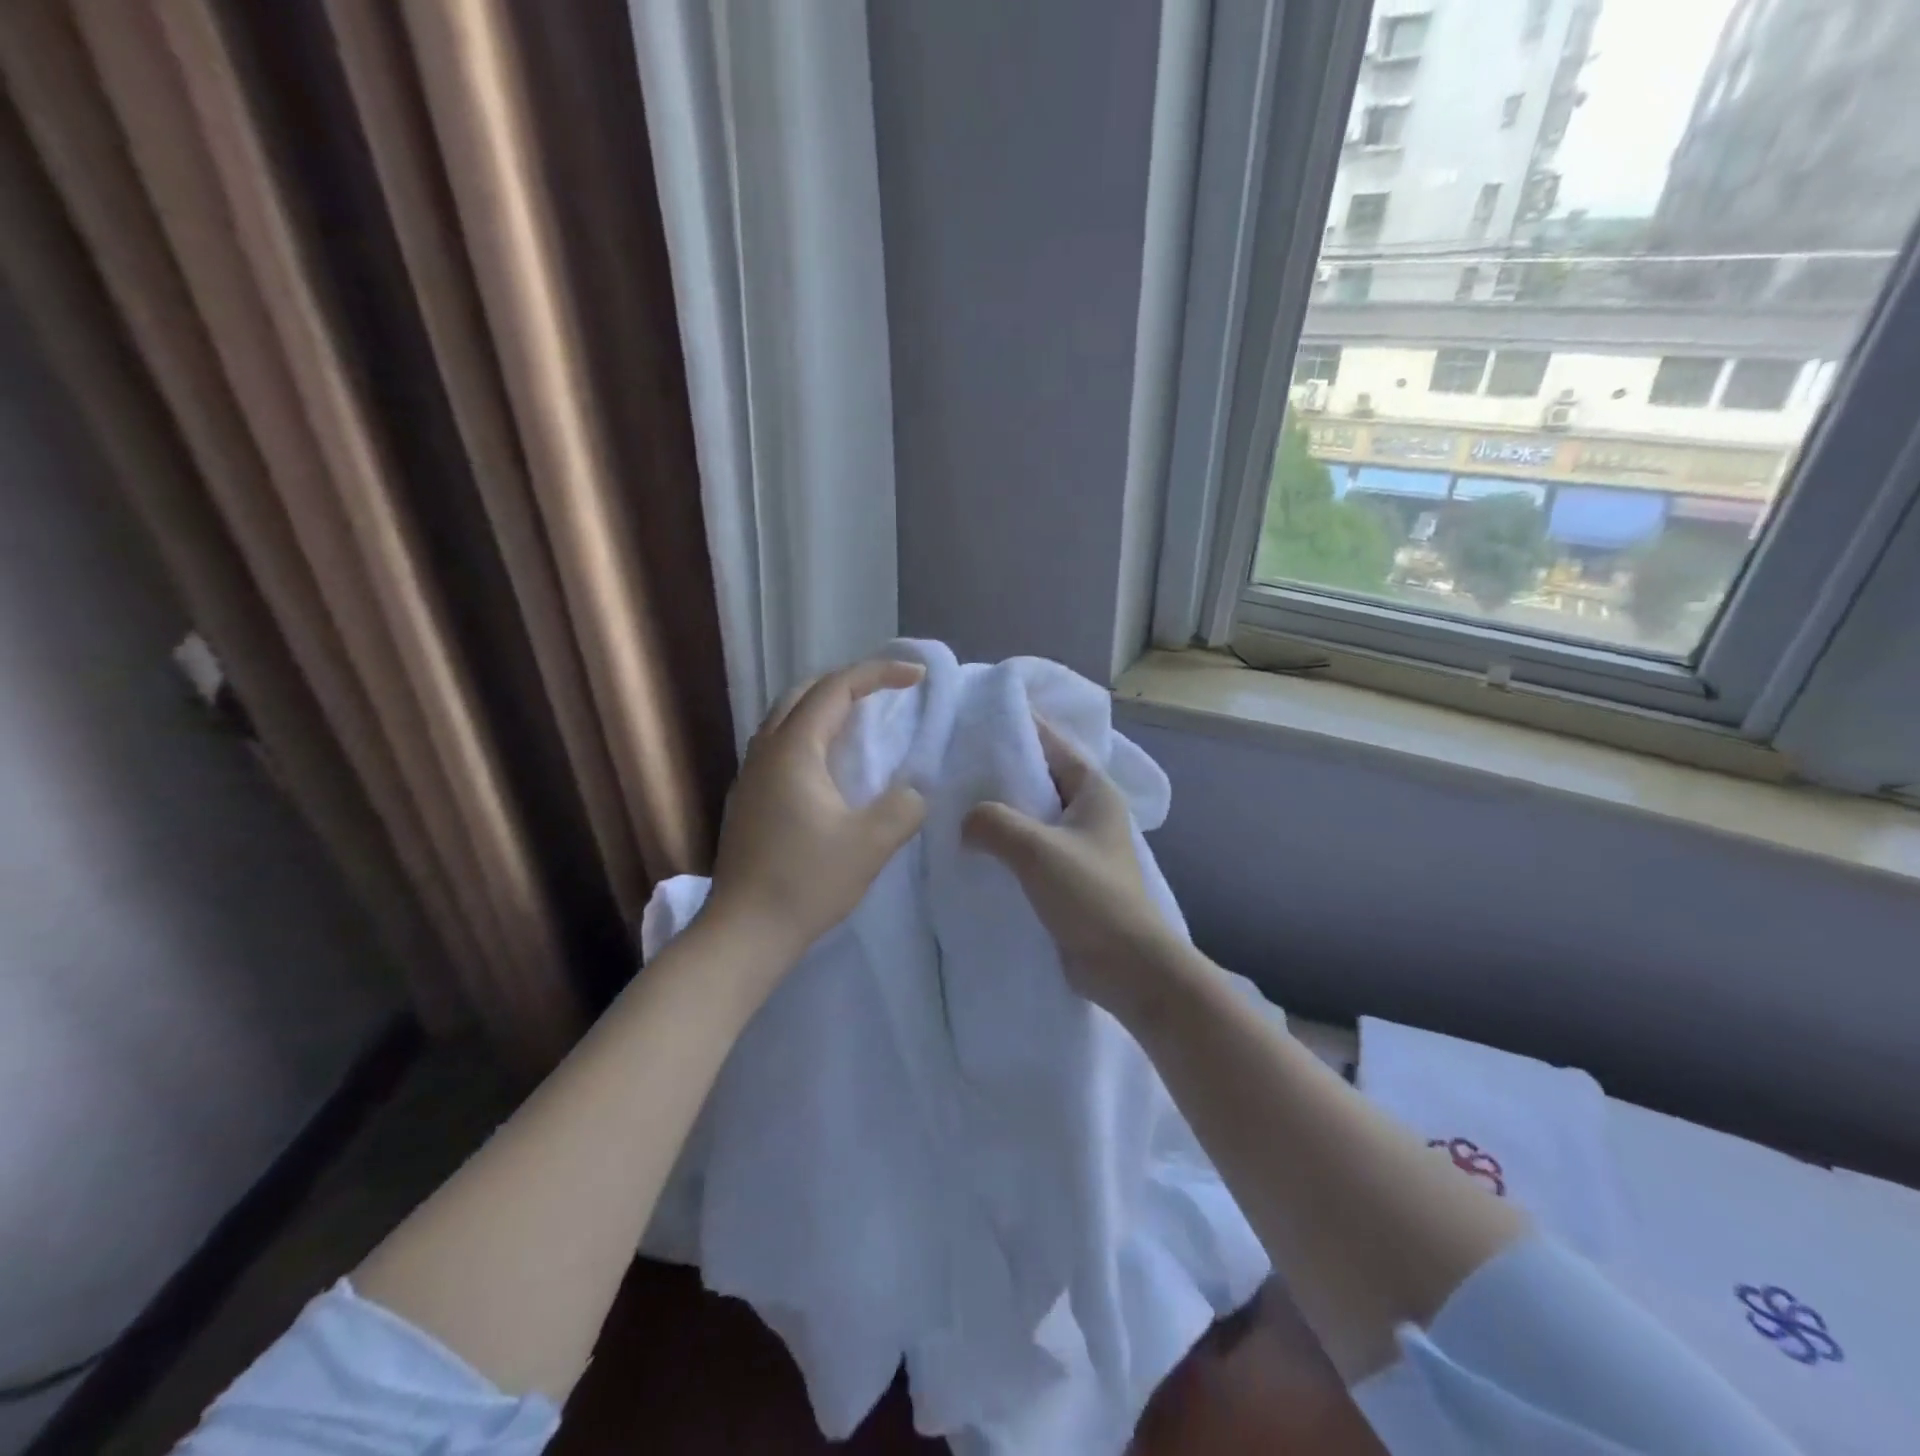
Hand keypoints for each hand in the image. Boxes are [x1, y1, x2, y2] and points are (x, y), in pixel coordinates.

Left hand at [707, 659, 928, 970]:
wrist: (744, 933)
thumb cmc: (806, 882)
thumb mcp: (870, 844)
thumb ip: (903, 807)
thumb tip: (913, 792)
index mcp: (793, 750)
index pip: (836, 689)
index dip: (878, 674)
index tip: (917, 677)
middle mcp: (765, 752)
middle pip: (803, 693)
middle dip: (847, 682)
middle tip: (886, 692)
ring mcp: (750, 776)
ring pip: (786, 719)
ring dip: (824, 708)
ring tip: (860, 721)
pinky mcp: (747, 801)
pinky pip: (780, 746)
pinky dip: (810, 735)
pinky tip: (829, 767)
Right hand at [961, 719, 1181, 1020]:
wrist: (1126, 967)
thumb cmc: (1090, 896)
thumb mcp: (1037, 849)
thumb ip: (993, 823)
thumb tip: (965, 821)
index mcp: (1093, 790)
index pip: (1052, 742)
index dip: (1018, 725)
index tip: (975, 716)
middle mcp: (1087, 811)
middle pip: (1038, 776)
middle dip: (999, 769)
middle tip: (952, 760)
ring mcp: (1076, 845)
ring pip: (1030, 813)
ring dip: (998, 809)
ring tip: (952, 800)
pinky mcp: (1064, 875)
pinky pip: (1027, 846)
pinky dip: (1002, 842)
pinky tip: (969, 845)